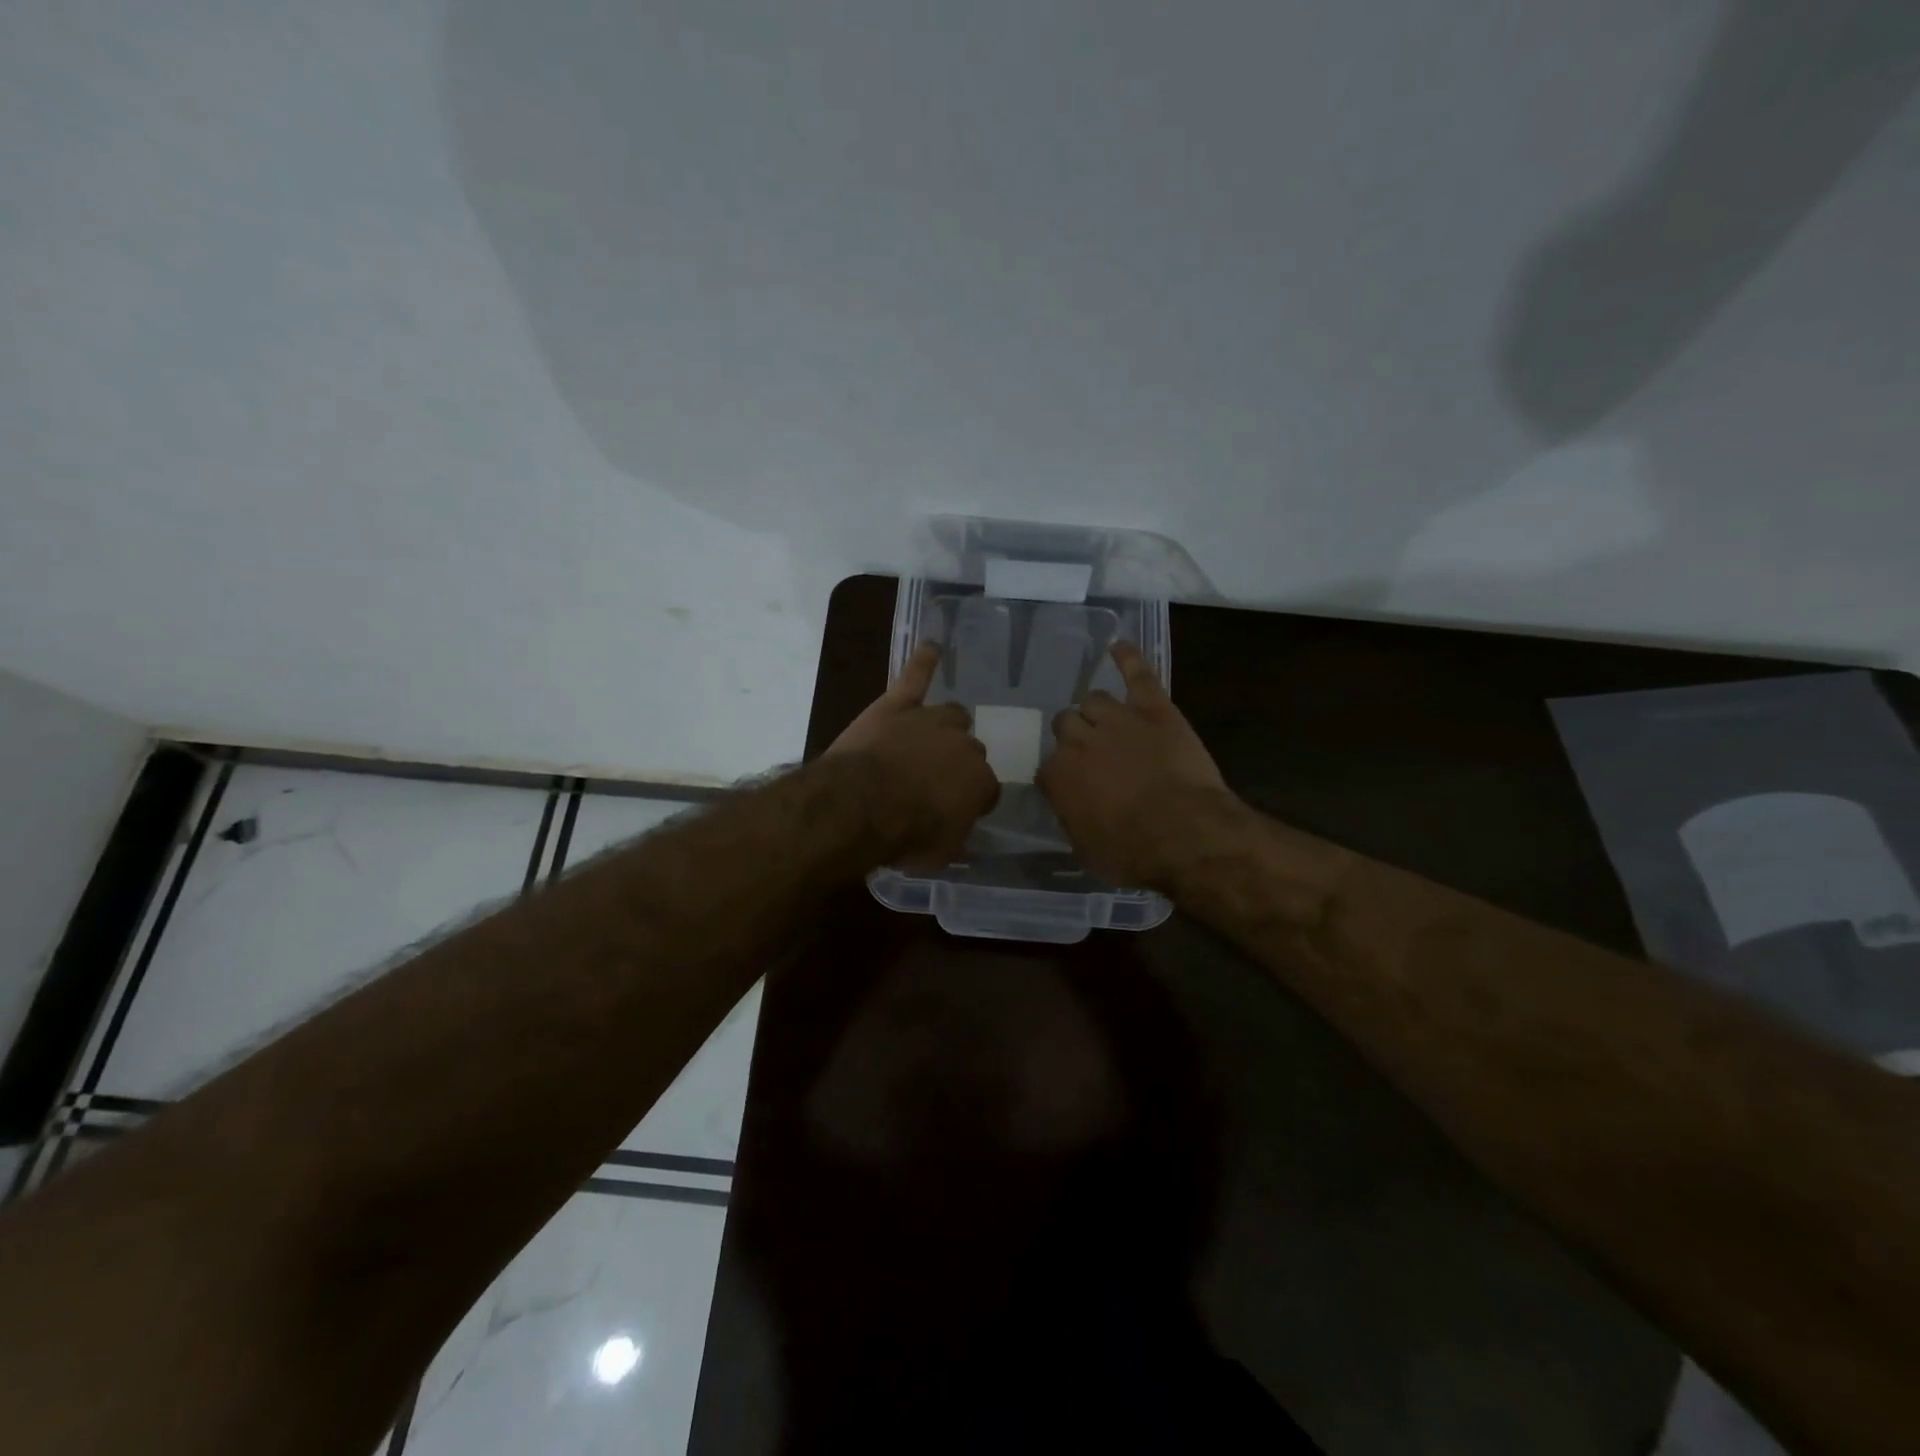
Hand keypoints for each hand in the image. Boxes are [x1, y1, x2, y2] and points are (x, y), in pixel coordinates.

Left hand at [827, 642, 999, 864]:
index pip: (986, 789)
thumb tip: (959, 831)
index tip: (954, 811)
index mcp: (980, 782)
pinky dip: (923, 662)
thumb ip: (956, 836)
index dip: (970, 800)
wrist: (861, 804)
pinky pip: (915, 677)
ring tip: (933, 736)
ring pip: (952, 715)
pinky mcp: (898, 705)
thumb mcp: (940, 852)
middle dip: (956, 764)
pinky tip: (931, 647)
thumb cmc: (905, 834)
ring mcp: (931, 720)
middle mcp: (964, 745)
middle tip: (934, 781)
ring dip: (945, 726)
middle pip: (970, 750)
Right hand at [1038, 642, 1237, 887]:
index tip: (1073, 788)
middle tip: (1093, 754)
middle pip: (1064, 724)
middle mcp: (1078, 741)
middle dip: (1075, 737)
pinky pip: (1136, 673)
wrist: (1184, 833)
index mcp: (1058, 777)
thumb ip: (1071, 820)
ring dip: (1097, 711)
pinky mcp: (1153, 707)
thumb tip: (1069, 806)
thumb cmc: (1133, 853)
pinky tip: (1119, 646)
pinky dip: (1127, 658)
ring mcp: (1116, 719)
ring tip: (1108, 720)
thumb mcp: (1087, 851)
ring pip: (1093, 700)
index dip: (1061, 777)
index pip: (1047, 768)